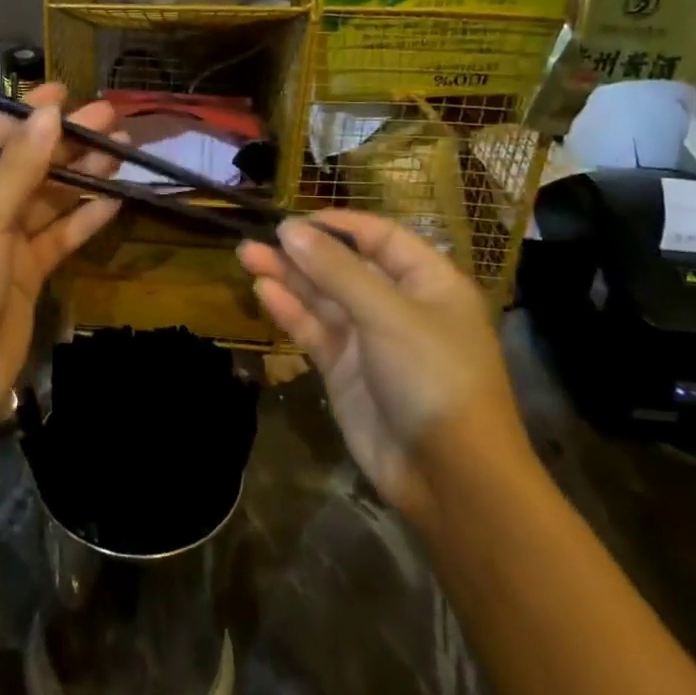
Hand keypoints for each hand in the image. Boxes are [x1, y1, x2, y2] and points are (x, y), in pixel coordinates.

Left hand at [0, 85, 121, 442]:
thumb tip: (49, 112)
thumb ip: (19, 166)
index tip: (69, 93)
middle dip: (66, 145)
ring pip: (46, 201)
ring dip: (81, 178)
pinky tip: (115, 200)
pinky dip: (83, 220)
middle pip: (25, 167)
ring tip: (123, 153)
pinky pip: (56, 238)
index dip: (31, 115)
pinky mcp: (22, 276)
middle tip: (113, 120)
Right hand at [238, 211, 526, 521]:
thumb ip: (336, 270)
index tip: (295, 219)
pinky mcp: (345, 370)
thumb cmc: (433, 377)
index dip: (338, 224)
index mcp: (428, 282)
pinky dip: (290, 311)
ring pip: (323, 298)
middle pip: (344, 266)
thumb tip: (290, 230)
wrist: (449, 476)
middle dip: (302, 252)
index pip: (380, 237)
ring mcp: (370, 339)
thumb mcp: (388, 314)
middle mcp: (398, 304)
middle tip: (256, 239)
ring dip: (287, 277)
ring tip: (246, 256)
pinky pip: (314, 330)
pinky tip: (264, 291)